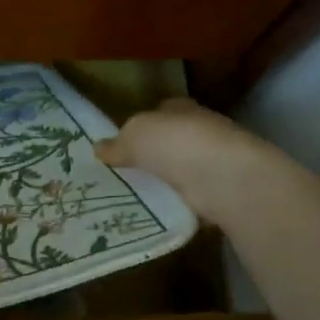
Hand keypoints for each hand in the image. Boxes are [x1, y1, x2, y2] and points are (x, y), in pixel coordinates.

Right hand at [95, 99, 274, 221]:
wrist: (221, 177)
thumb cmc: (175, 143)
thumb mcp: (133, 136)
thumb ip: (116, 143)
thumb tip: (98, 148)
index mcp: (180, 108)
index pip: (159, 112)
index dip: (140, 126)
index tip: (121, 145)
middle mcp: (199, 130)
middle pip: (170, 141)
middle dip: (151, 155)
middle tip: (123, 173)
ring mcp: (211, 161)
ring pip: (180, 169)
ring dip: (164, 180)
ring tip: (135, 195)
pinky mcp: (217, 189)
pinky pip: (189, 195)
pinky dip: (176, 201)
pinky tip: (156, 211)